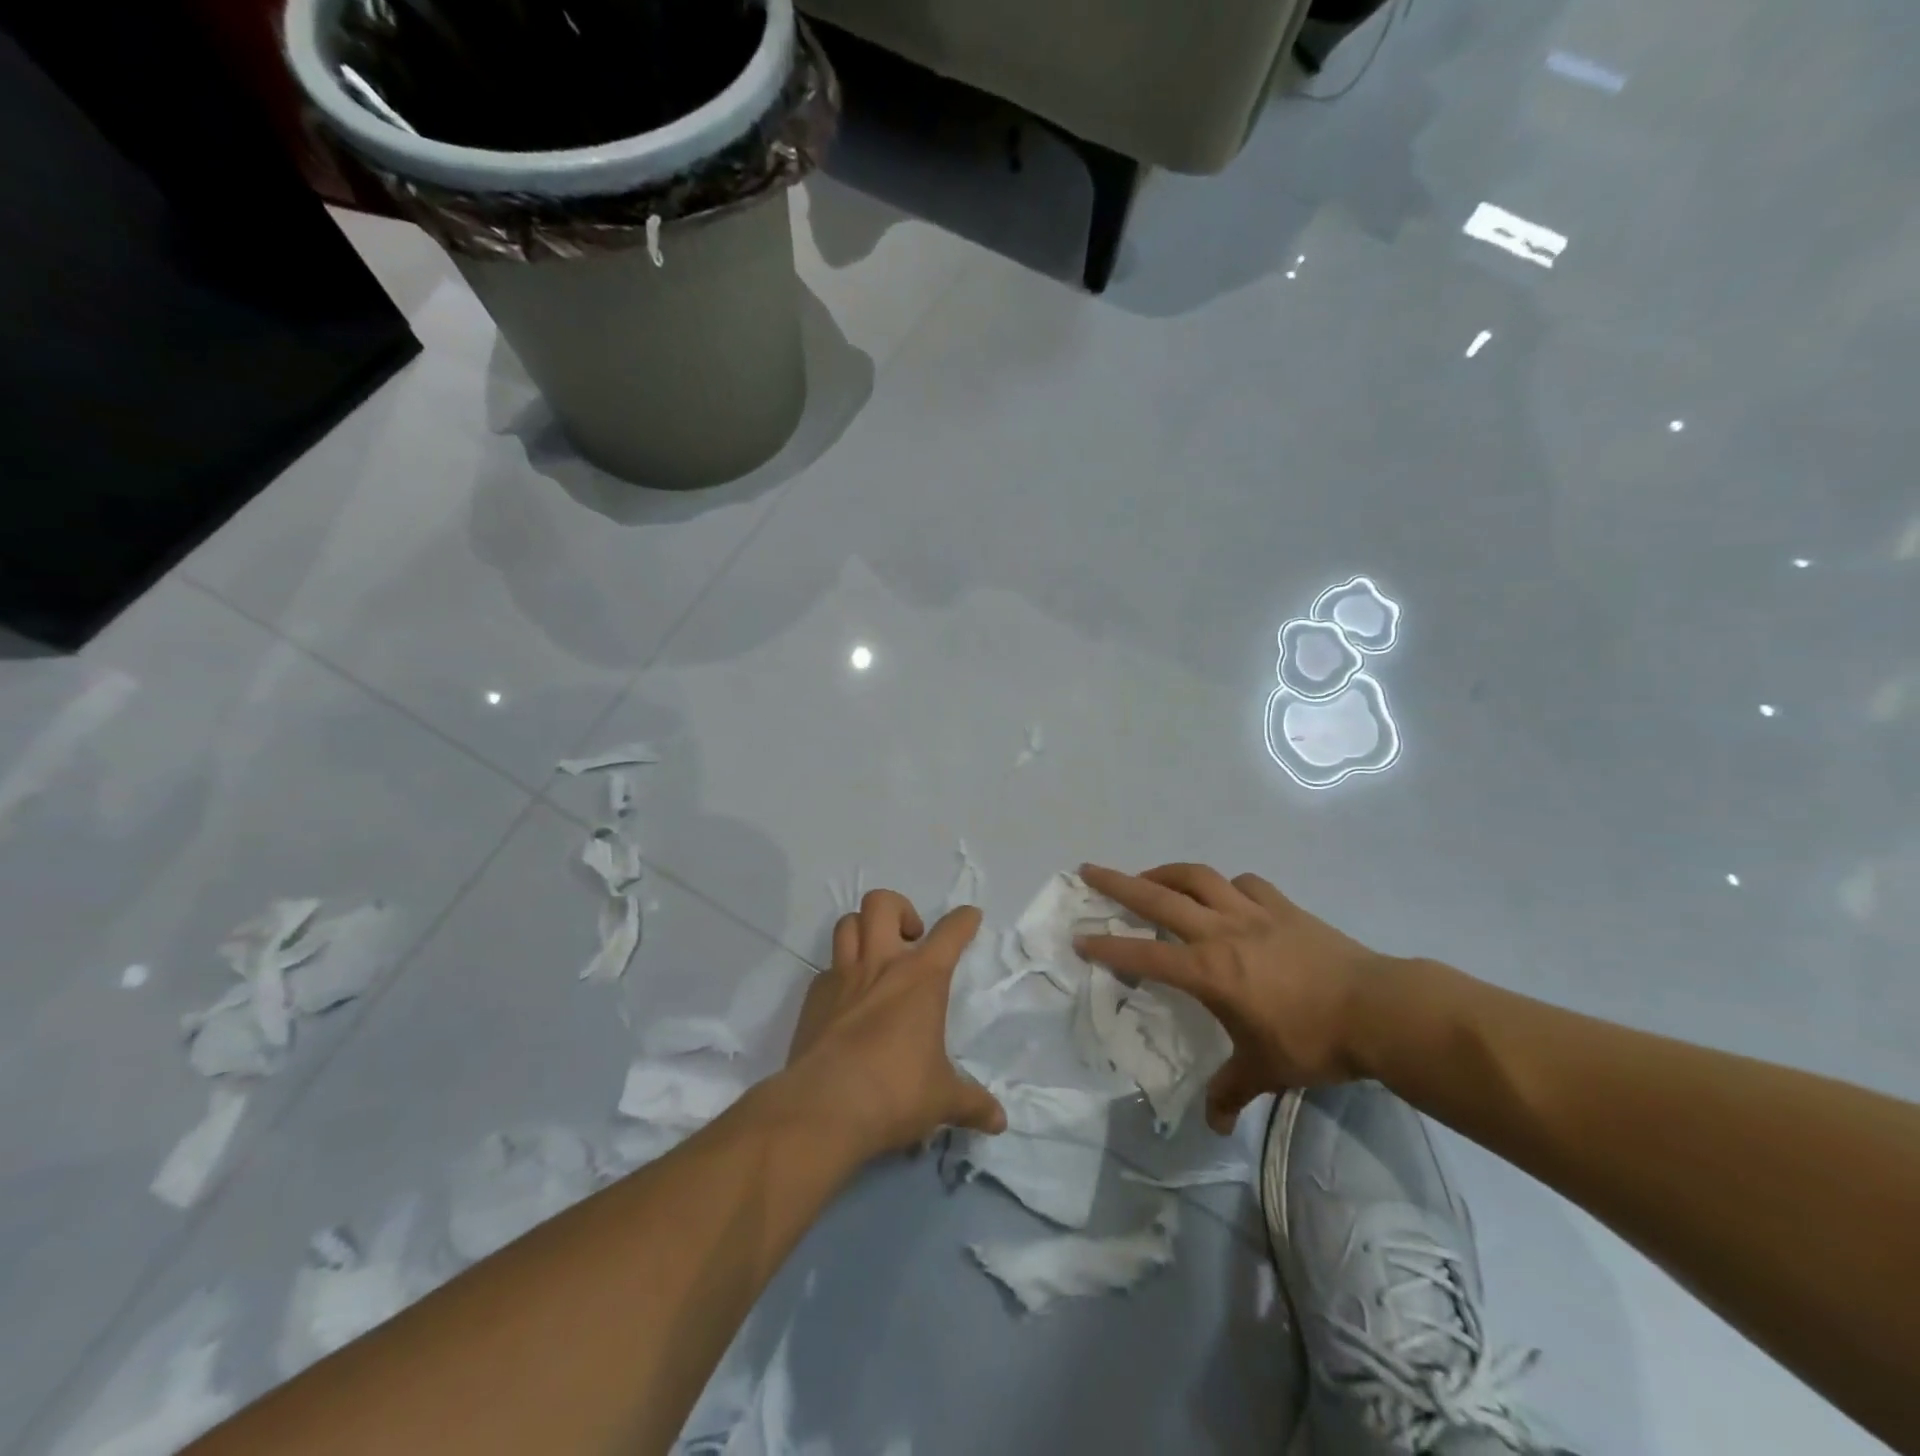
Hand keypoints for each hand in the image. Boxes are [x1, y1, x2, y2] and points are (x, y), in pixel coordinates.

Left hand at [784, 890, 1005, 1158]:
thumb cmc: (895, 1093)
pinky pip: (826, 969)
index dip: (964, 920)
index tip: (971, 917)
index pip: (950, 933)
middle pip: (882, 903)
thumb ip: (972, 1103)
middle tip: (910, 941)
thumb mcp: (942, 1100)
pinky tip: (848, 1001)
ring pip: (847, 924)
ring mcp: (842, 977)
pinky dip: (840, 974)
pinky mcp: (813, 998)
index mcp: (921, 978)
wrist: (824, 1108)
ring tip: (877, 957)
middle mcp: (881, 965)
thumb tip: (1000, 1121)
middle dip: (899, 910)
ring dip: (864, 930)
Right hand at [1077, 863, 1388, 1131]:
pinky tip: (1223, 892)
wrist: (1378, 1010)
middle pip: (1159, 898)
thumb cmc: (1314, 1041)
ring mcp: (1253, 912)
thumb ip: (1231, 1093)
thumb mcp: (1266, 1072)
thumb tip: (1213, 1126)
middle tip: (1090, 870)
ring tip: (1149, 876)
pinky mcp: (1283, 906)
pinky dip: (1225, 883)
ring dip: (1166, 872)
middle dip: (1118, 883)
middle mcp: (1222, 931)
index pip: (1145, 956)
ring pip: (1198, 877)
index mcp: (1209, 971)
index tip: (1080, 937)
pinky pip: (1244, 883)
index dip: (1108, 947)